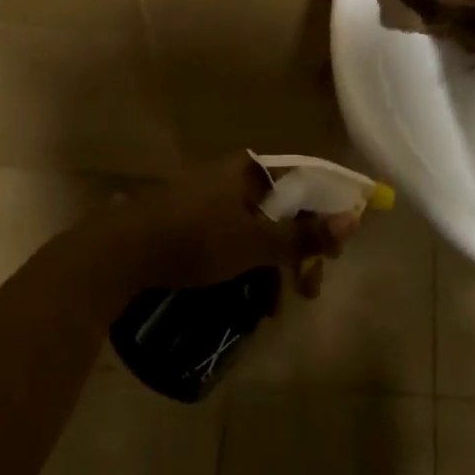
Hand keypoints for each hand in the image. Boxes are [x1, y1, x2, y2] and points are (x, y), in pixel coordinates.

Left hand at [117, 155, 358, 297]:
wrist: (119, 253)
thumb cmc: (195, 239)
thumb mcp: (255, 243)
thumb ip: (304, 235)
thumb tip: (355, 219)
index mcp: (251, 170)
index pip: (307, 181)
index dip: (330, 211)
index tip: (339, 248)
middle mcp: (234, 178)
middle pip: (285, 210)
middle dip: (302, 250)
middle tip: (311, 285)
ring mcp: (213, 201)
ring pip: (261, 230)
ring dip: (277, 266)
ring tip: (280, 305)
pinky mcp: (195, 224)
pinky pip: (237, 241)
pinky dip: (250, 267)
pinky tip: (255, 303)